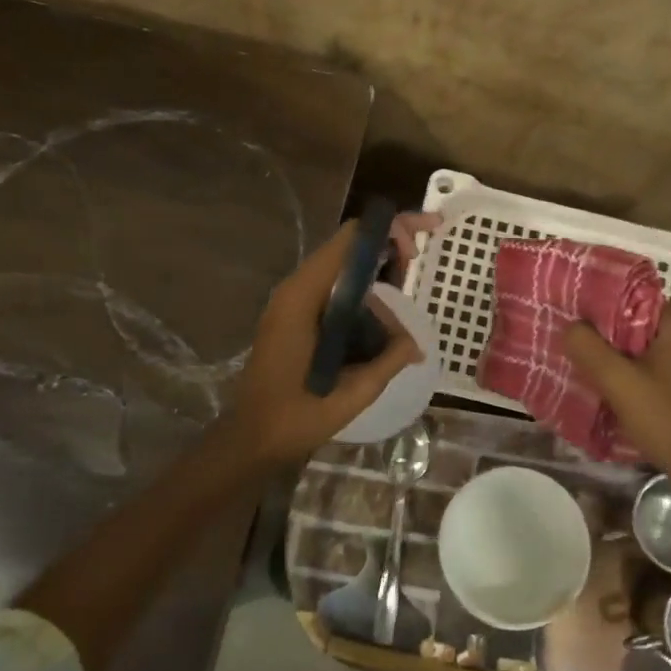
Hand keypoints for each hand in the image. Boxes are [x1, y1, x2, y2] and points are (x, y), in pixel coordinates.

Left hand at [220, 220, 422, 467]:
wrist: (253, 439)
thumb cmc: (297, 416)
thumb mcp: (353, 391)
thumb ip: (388, 359)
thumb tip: (415, 344)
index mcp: (304, 297)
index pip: (349, 240)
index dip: (389, 231)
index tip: (418, 249)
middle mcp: (296, 290)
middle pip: (347, 249)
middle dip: (387, 253)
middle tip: (415, 272)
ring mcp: (292, 303)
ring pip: (343, 274)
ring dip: (375, 289)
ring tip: (397, 331)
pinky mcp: (294, 318)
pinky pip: (333, 295)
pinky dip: (360, 302)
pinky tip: (378, 334)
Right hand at [564, 306, 670, 496]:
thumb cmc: (665, 419)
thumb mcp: (619, 382)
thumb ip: (589, 349)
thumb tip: (569, 326)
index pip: (632, 296)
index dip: (599, 299)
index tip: (570, 305)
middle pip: (632, 322)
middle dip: (600, 328)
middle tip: (566, 331)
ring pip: (636, 348)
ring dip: (609, 352)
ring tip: (575, 354)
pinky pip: (644, 368)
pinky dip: (623, 371)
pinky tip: (599, 381)